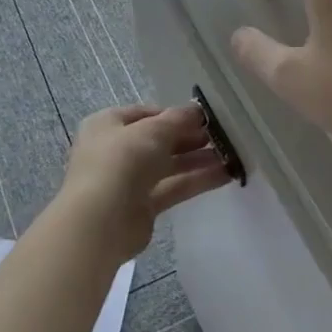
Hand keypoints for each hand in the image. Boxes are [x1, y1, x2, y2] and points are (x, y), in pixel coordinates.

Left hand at [57, 104, 230, 263]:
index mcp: (108, 124)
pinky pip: (172, 187)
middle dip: (190, 137)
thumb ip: (177, 119)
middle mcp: (115, 150)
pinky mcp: (142, 207)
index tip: (204, 117)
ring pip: (168, 165)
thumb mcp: (152, 130)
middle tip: (222, 136)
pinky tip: (225, 175)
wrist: (100, 221)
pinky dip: (196, 181)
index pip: (146, 113)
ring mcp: (128, 180)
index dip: (174, 114)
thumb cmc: (121, 161)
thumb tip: (197, 109)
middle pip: (158, 140)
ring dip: (197, 159)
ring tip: (231, 154)